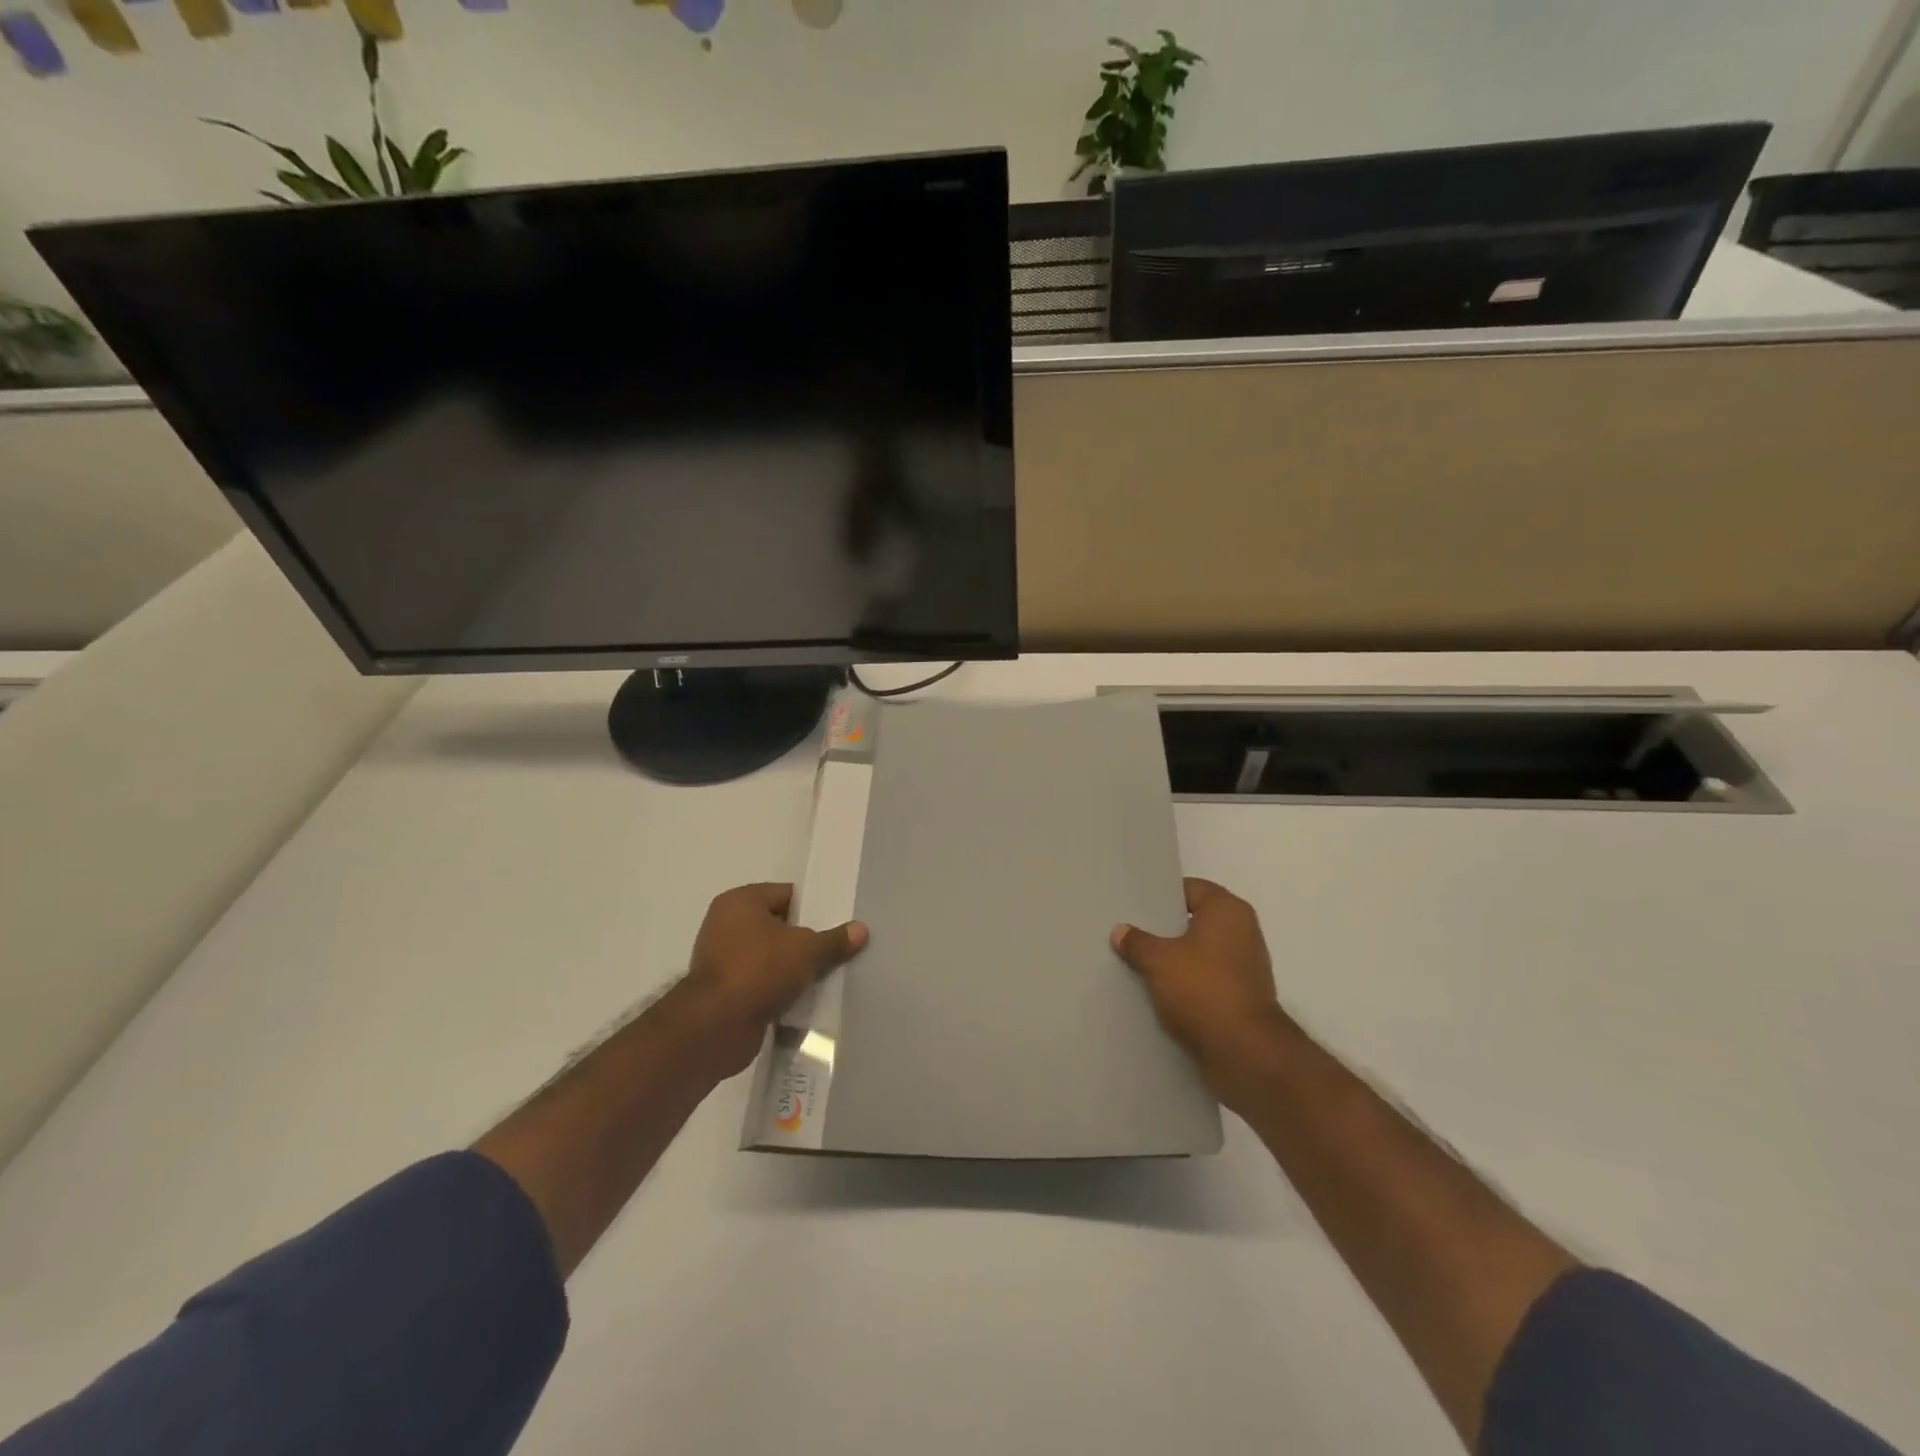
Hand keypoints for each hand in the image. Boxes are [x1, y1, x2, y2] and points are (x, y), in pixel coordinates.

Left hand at [676, 883, 867, 1078]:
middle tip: (837, 949)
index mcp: (740, 902)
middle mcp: (727, 925)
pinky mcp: (726, 991)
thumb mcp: (806, 950)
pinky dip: (780, 989)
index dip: (815, 908)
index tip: (839, 923)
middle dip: (807, 940)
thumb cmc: (759, 970)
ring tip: (827, 975)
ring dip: (794, 968)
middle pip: (780, 926)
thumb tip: (862, 929)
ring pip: (772, 957)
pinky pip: (762, 983)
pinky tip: (806, 998)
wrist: (715, 1027)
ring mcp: (724, 960)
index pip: (787, 894)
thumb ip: (834, 940)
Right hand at [1112, 878, 1291, 1105]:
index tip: (1134, 905)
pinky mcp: (1242, 998)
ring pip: (1200, 953)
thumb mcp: (1159, 961)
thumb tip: (1120, 931)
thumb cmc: (1203, 989)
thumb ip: (1137, 942)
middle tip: (1130, 932)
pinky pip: (1207, 980)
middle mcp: (1243, 932)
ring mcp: (1246, 967)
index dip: (1161, 895)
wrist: (1245, 1053)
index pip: (1190, 889)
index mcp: (1228, 910)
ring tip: (1138, 963)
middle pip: (1195, 921)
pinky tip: (1158, 991)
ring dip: (1174, 959)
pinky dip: (1187, 984)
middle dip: (1164, 929)